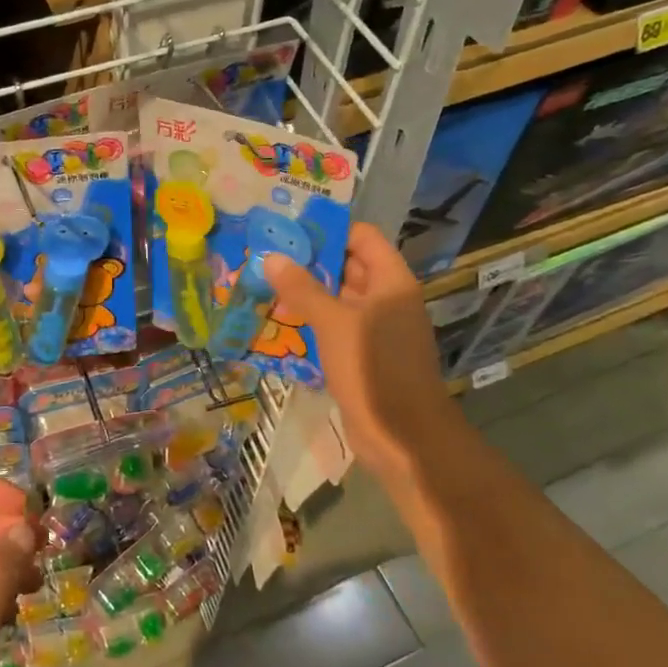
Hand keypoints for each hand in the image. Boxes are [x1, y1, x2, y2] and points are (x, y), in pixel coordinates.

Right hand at [264, 222, 459, 484]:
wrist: (402, 436)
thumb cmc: (373, 368)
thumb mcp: (333, 323)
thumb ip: (302, 288)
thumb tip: (271, 257)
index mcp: (391, 282)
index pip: (362, 237)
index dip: (329, 230)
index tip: (289, 230)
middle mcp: (387, 299)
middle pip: (348, 266)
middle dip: (310, 262)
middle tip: (267, 255)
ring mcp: (377, 329)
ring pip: (339, 299)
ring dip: (307, 293)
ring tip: (265, 284)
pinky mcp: (364, 356)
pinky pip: (336, 327)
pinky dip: (312, 321)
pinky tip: (280, 321)